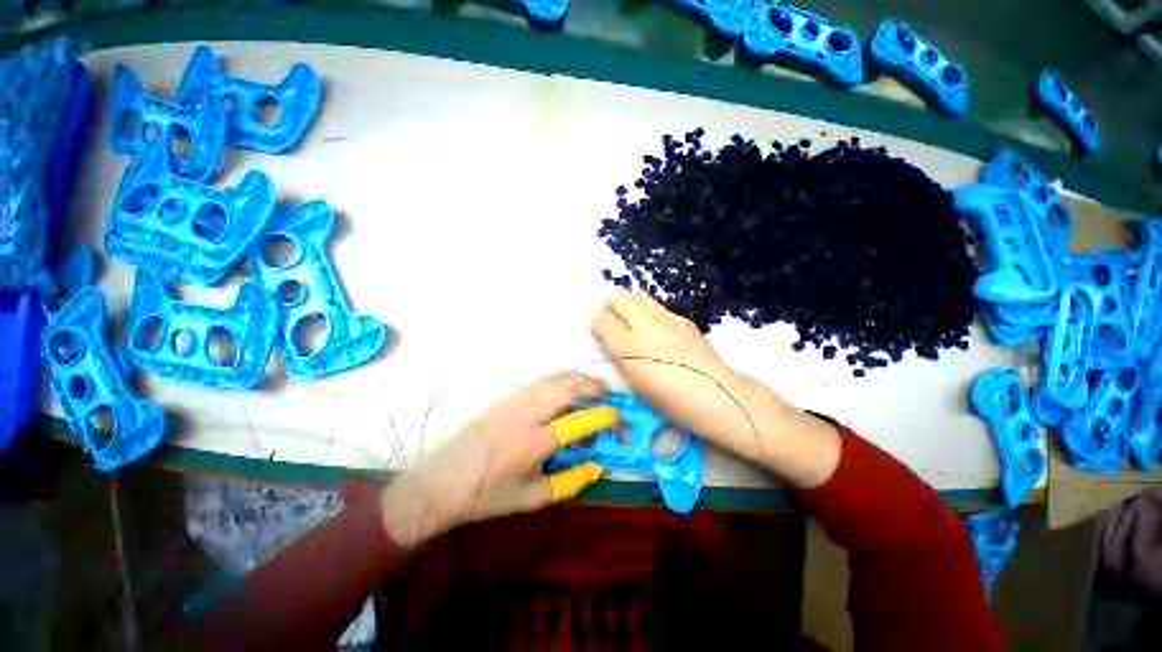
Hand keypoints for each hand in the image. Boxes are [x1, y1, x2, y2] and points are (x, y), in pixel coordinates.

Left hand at [380, 371, 618, 547]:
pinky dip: (558, 379)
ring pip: (552, 380)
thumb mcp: (532, 498)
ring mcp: (513, 401)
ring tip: (591, 386)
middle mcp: (526, 414)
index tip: (617, 416)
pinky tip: (565, 385)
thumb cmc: (488, 496)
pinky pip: (539, 381)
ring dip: (576, 379)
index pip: (578, 422)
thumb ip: (569, 482)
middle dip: (592, 387)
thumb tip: (598, 465)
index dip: (602, 417)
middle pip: (566, 389)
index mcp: (534, 442)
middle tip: (607, 394)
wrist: (440, 483)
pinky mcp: (505, 398)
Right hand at [590, 290, 840, 487]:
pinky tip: (659, 335)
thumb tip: (609, 342)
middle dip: (610, 307)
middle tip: (614, 324)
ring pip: (638, 295)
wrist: (719, 396)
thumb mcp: (636, 385)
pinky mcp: (683, 320)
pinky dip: (650, 314)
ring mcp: (667, 319)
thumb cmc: (673, 402)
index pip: (600, 319)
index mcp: (629, 347)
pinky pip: (658, 308)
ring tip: (634, 326)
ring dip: (630, 306)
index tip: (599, 334)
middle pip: (617, 295)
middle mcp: (646, 325)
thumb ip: (618, 358)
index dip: (596, 325)